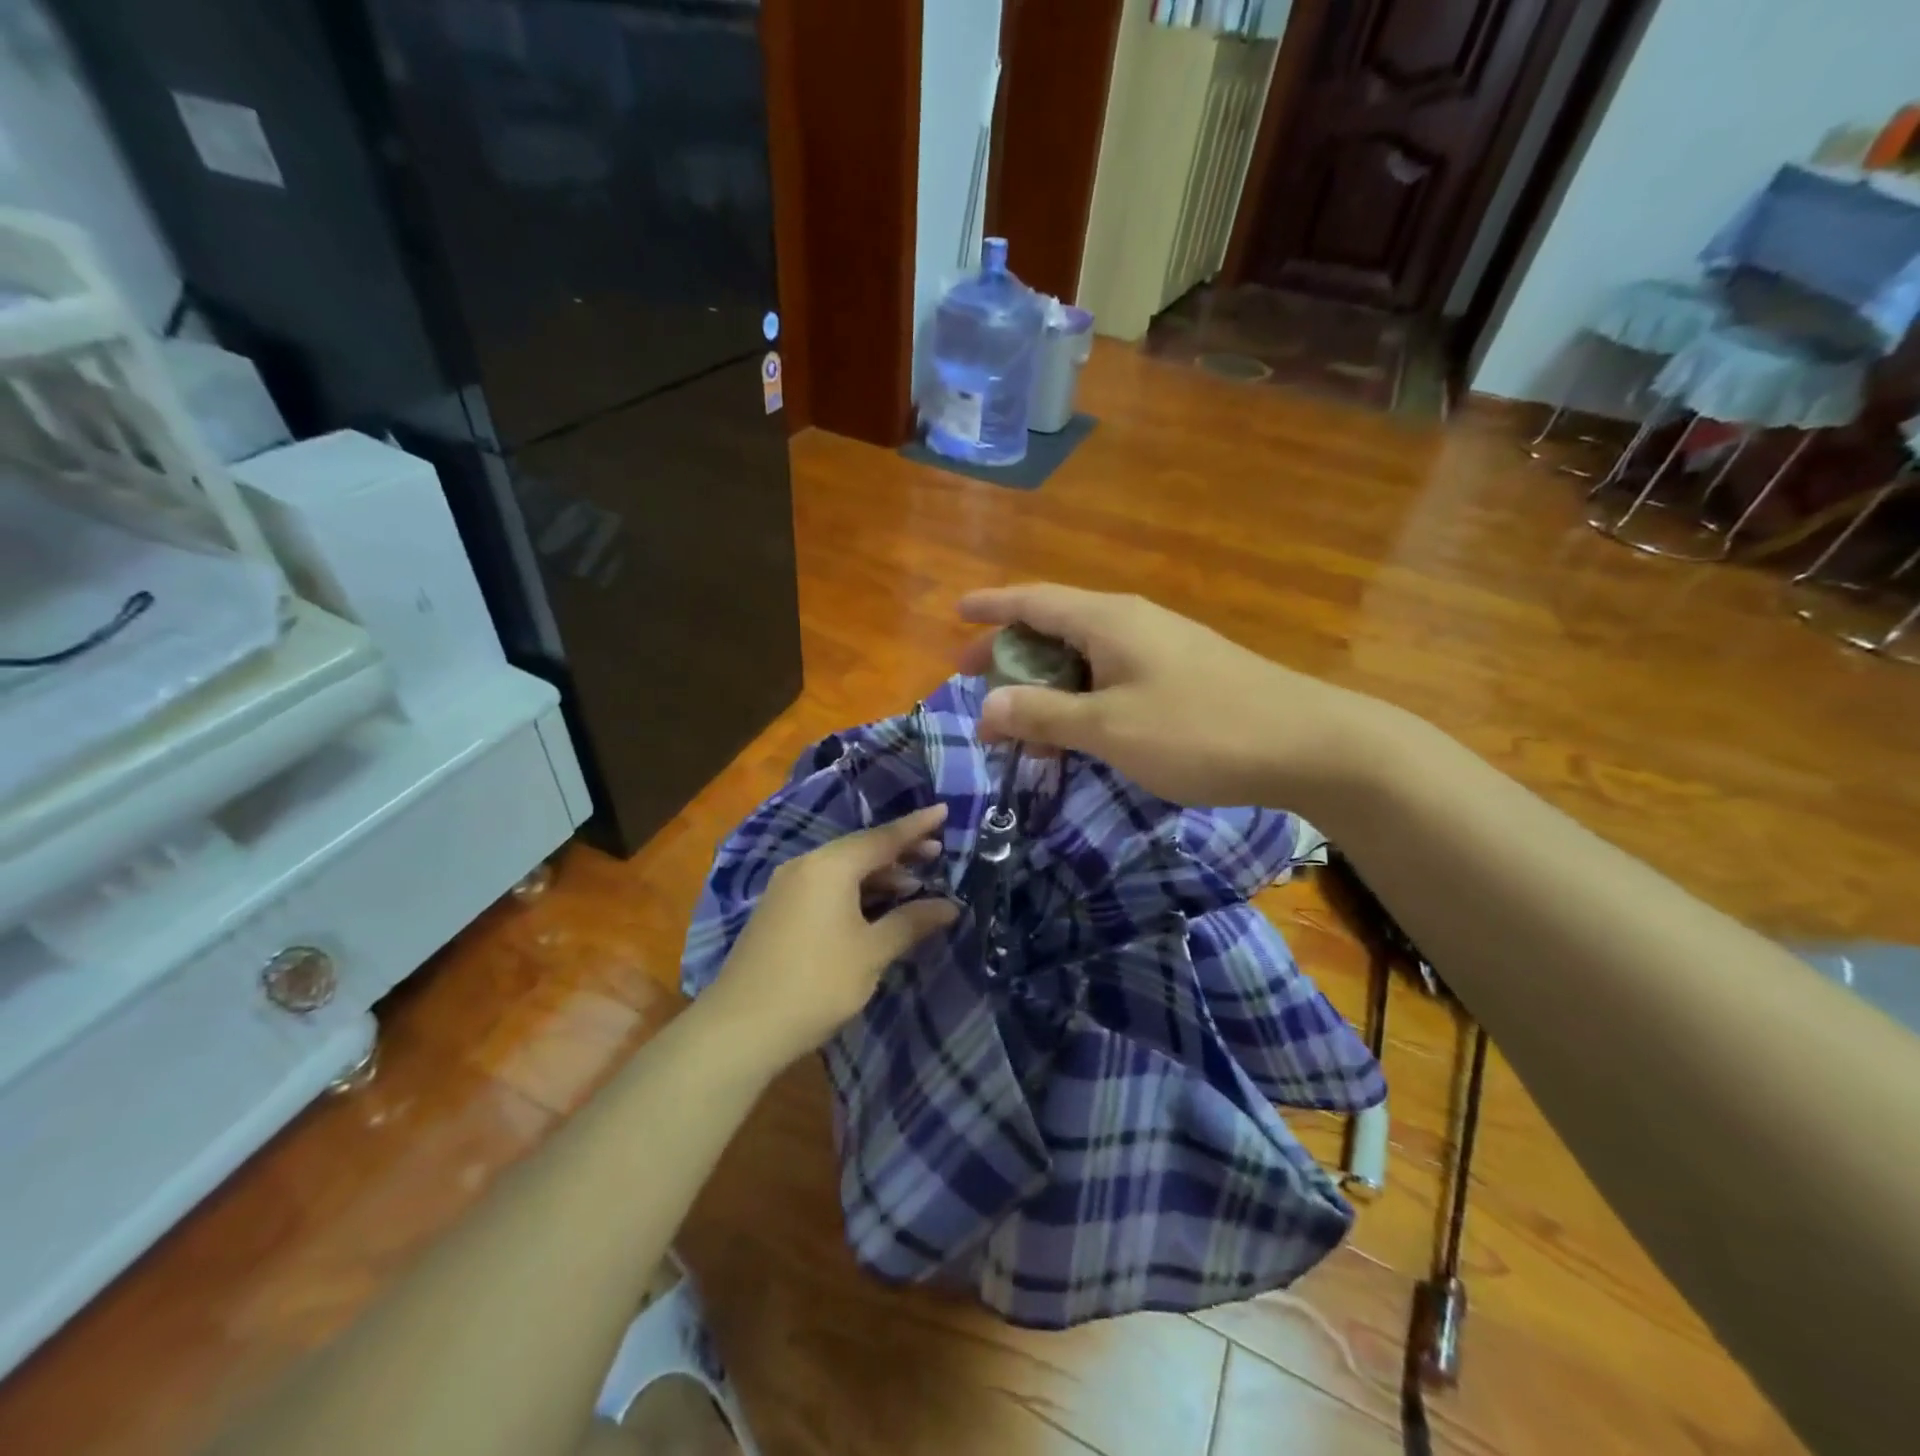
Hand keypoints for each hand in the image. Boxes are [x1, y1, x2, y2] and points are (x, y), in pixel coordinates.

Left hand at [700, 805, 957, 1072]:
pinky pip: (826, 886)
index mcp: (831, 866)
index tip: (944, 810)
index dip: (917, 825)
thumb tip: (949, 906)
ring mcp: (787, 887)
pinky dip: (855, 890)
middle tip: (937, 852)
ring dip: (878, 875)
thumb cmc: (817, 983)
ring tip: (913, 886)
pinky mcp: (778, 910)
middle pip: (861, 849)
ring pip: (842, 869)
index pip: (883, 837)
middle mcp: (806, 865)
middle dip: (899, 852)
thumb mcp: (872, 953)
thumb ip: (911, 922)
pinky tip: (874, 908)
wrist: (741, 1028)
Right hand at [959, 584, 1384, 808]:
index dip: (991, 606)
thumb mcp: (1109, 728)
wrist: (1307, 743)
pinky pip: (1112, 676)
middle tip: (975, 681)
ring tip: (1021, 727)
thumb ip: (1044, 716)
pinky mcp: (1182, 673)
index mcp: (1107, 620)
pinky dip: (1082, 699)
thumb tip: (986, 707)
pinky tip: (1079, 733)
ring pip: (1083, 657)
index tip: (956, 611)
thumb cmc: (1198, 730)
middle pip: (1054, 626)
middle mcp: (1131, 622)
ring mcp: (1161, 646)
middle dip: (1010, 654)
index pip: (1033, 600)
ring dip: (1046, 686)